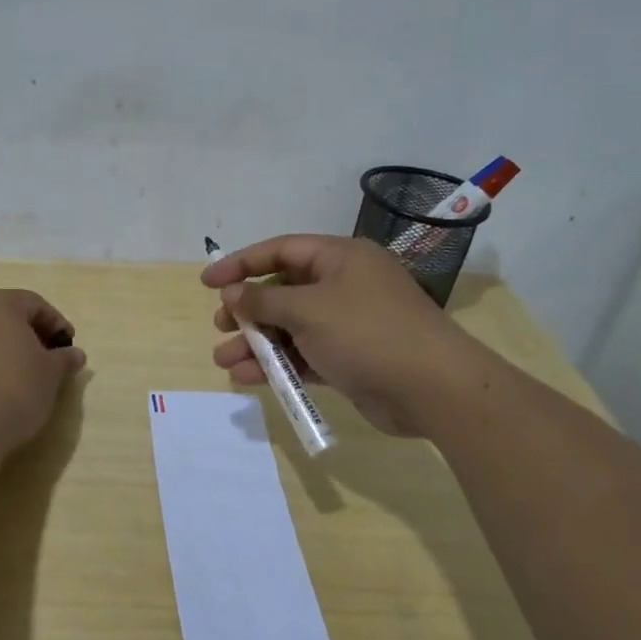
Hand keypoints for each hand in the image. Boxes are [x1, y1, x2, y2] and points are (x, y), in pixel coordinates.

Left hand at [0, 289, 85, 455]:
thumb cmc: (15, 389)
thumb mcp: (51, 374)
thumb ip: (63, 359)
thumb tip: (75, 354)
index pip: (34, 304)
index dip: (56, 323)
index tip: (68, 346)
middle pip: (0, 315)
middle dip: (22, 333)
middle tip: (43, 358)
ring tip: (7, 372)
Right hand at [203, 235, 467, 435]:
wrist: (432, 388)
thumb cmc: (366, 333)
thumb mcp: (308, 310)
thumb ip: (264, 300)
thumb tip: (233, 294)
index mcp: (340, 258)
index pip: (280, 251)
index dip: (241, 263)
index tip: (208, 282)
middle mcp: (344, 285)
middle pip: (283, 291)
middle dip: (248, 310)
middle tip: (220, 326)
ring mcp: (348, 324)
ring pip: (291, 327)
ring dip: (257, 343)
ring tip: (224, 361)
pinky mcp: (350, 358)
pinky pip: (305, 355)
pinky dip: (278, 364)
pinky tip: (249, 378)